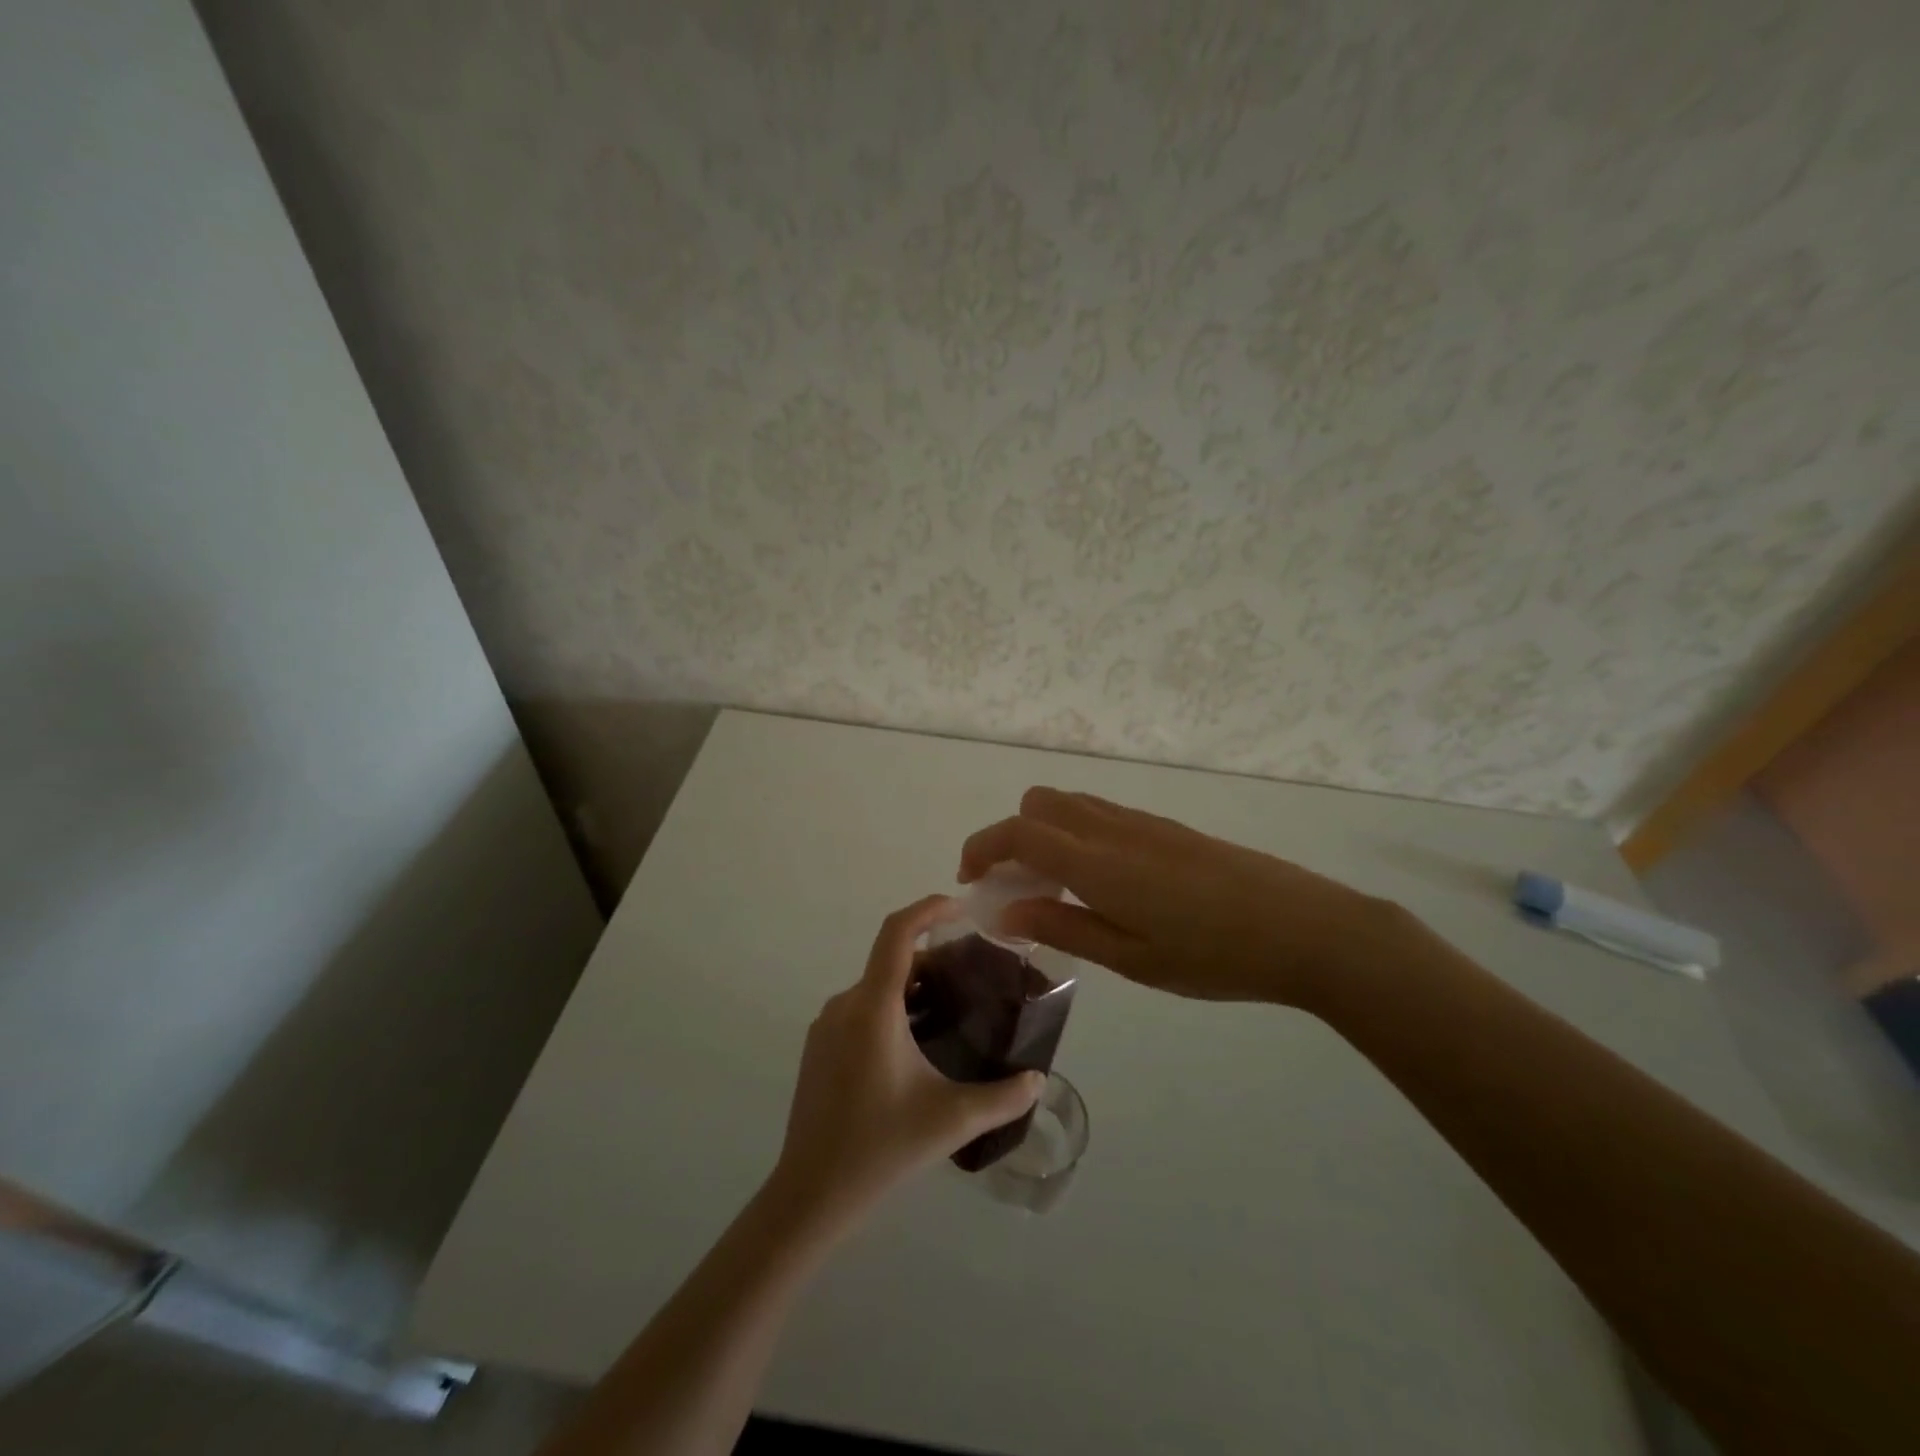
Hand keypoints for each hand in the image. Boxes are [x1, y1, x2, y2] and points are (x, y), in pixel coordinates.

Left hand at [769, 896, 1043, 1232]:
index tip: (962, 908)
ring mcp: (827, 1026)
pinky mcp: (819, 1047)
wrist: (810, 1193)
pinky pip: (861, 1008)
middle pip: (892, 959)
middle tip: (973, 977)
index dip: (928, 909)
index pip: (897, 932)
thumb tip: (1038, 1079)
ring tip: (952, 1010)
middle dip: (933, 958)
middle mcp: (846, 1005)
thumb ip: (1002, 1097)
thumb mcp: (950, 1120)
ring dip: (913, 986)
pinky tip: (916, 1045)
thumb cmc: (880, 1148)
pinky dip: (892, 1007)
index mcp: (873, 1008)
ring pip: (876, 986)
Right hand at [959, 787, 1420, 1008]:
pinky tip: (1101, 883)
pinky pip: (1101, 814)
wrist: (1304, 928)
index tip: (970, 880)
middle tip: (1018, 889)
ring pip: (1071, 804)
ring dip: (1045, 834)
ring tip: (1056, 890)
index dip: (982, 848)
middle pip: (1038, 803)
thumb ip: (1064, 928)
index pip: (1018, 831)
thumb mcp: (1132, 958)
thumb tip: (1006, 914)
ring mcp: (1142, 822)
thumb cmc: (1213, 955)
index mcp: (1096, 861)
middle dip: (1011, 837)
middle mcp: (1112, 827)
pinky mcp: (1166, 828)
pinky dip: (1077, 835)